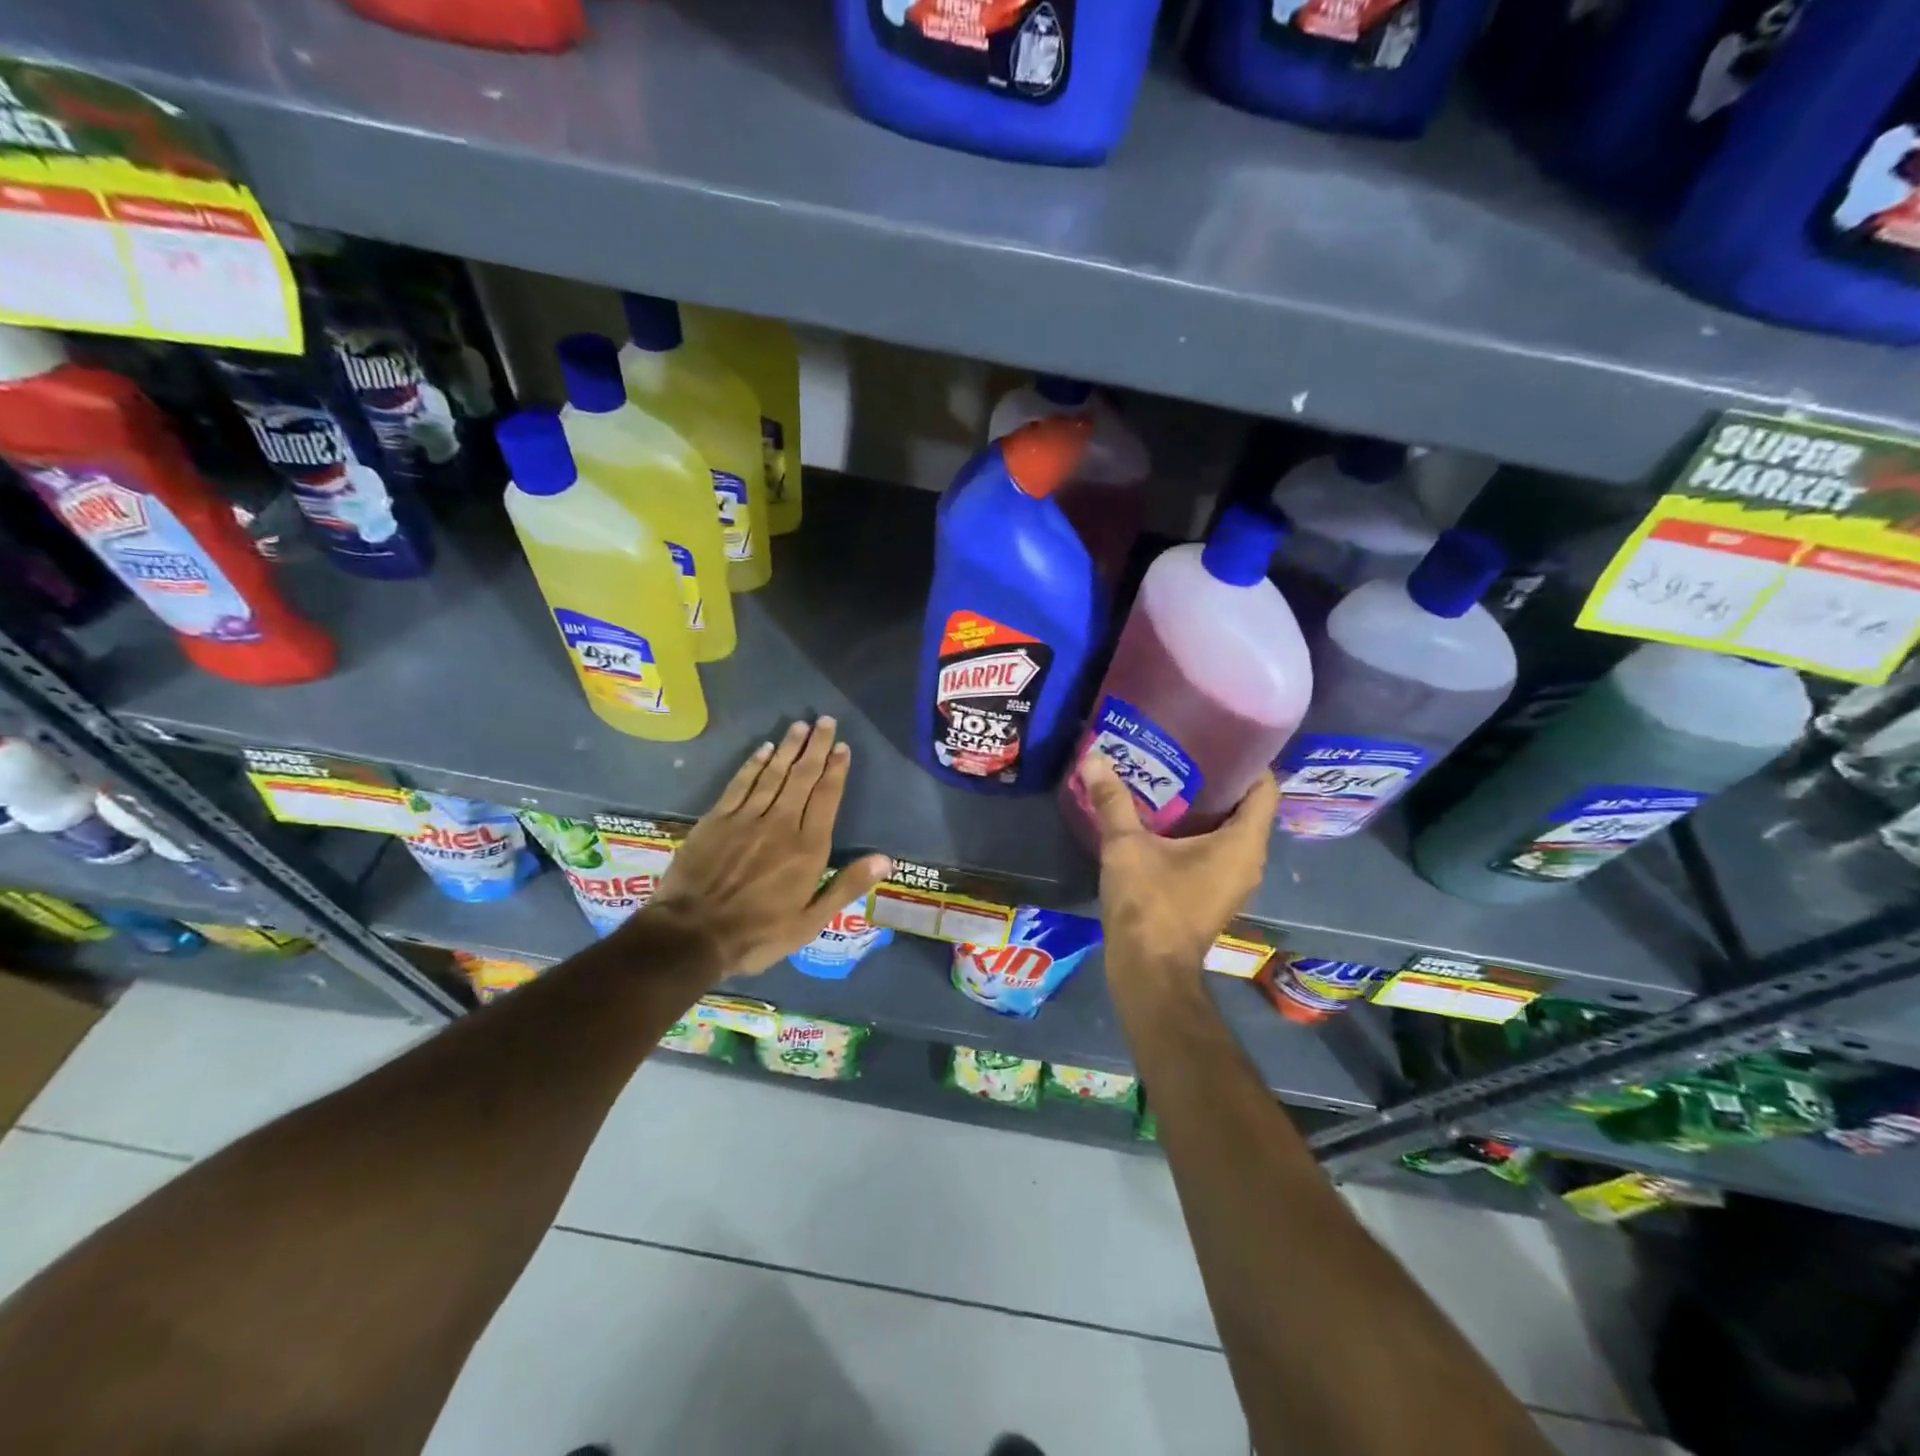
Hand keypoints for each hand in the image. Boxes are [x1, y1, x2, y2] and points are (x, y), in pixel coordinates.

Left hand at [640, 718, 891, 979]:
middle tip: (826, 721)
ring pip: (773, 774)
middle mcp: (780, 824)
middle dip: (816, 748)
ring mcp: (746, 818)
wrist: (692, 935)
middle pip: (802, 777)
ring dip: (788, 748)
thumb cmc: (758, 934)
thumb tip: (885, 860)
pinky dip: (754, 764)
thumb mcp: (810, 921)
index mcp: (807, 848)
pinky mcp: (717, 819)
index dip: (836, 771)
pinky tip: (763, 749)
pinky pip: (740, 783)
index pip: (826, 798)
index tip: (843, 748)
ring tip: (801, 725)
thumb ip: (846, 886)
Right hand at [1078, 753, 1276, 982]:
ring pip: (1232, 831)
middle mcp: (1249, 860)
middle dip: (1219, 779)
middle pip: (1247, 807)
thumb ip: (1112, 802)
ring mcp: (1235, 881)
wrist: (1149, 970)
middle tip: (1186, 751)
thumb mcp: (1126, 847)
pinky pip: (1219, 851)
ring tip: (1172, 778)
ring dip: (1207, 808)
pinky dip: (1199, 832)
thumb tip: (1093, 758)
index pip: (1265, 787)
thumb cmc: (1149, 904)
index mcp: (1243, 843)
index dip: (1247, 759)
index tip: (1218, 737)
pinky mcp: (1217, 894)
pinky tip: (1166, 820)